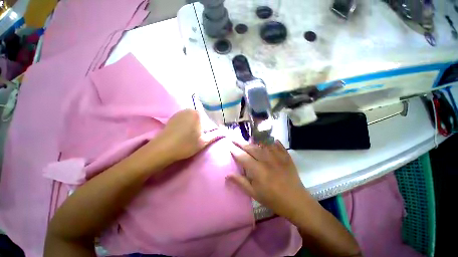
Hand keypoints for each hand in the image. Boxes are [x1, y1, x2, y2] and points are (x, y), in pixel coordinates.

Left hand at [156, 109, 221, 161]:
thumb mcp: (203, 142)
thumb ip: (214, 136)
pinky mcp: (172, 118)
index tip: (207, 136)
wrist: (163, 149)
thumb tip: (224, 133)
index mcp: (197, 114)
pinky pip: (184, 120)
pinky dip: (187, 125)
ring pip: (192, 119)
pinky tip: (184, 134)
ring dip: (194, 126)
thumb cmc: (186, 145)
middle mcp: (188, 110)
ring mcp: (179, 113)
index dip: (210, 129)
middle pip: (200, 118)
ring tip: (192, 136)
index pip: (209, 120)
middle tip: (200, 137)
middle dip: (202, 126)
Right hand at [227, 141, 312, 220]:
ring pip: (263, 144)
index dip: (235, 150)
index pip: (242, 156)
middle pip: (251, 148)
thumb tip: (227, 175)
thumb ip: (240, 182)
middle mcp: (266, 160)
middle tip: (235, 139)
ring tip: (248, 137)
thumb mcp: (254, 193)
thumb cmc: (272, 199)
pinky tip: (267, 139)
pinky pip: (277, 144)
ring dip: (254, 140)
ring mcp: (277, 156)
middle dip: (241, 143)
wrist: (296, 201)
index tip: (229, 145)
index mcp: (257, 170)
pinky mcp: (286, 156)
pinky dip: (271, 140)